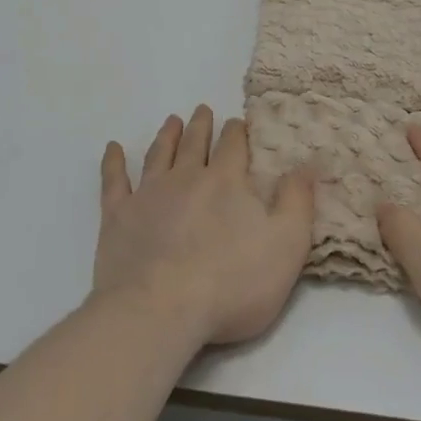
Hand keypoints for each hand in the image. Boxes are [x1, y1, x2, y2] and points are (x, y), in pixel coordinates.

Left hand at [94, 105, 316, 347]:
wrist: (160, 310)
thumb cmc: (231, 284)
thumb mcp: (286, 246)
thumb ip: (298, 202)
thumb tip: (307, 163)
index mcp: (226, 182)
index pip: (233, 145)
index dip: (237, 132)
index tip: (238, 122)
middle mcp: (186, 177)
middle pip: (195, 142)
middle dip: (202, 125)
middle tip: (203, 110)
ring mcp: (149, 194)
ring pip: (159, 154)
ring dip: (167, 135)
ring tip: (172, 120)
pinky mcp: (118, 216)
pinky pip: (114, 181)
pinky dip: (113, 163)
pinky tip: (113, 148)